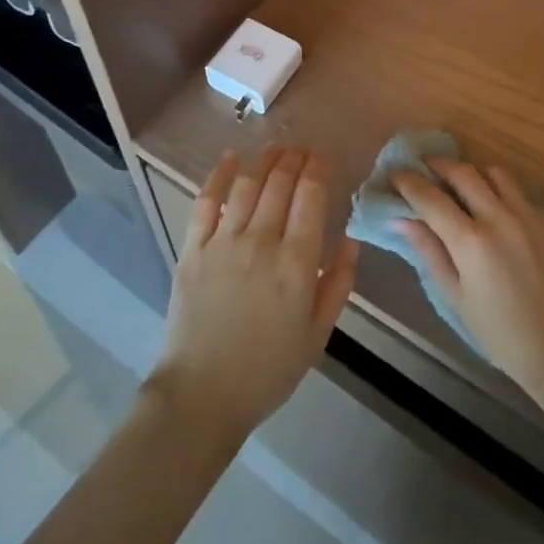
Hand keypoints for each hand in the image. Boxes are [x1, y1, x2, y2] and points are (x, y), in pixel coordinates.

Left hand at [150, 146, 359, 437]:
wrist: (203, 394)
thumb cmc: (268, 370)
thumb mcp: (318, 335)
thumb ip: (339, 284)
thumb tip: (350, 239)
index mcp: (297, 264)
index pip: (310, 197)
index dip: (318, 170)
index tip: (323, 158)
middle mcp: (261, 242)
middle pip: (280, 184)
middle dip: (294, 159)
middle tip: (302, 149)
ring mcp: (223, 242)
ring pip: (247, 184)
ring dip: (264, 160)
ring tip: (276, 148)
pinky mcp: (193, 248)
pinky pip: (207, 201)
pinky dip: (219, 175)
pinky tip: (230, 158)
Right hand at [393, 158, 543, 395]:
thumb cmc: (498, 330)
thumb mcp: (454, 297)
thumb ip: (429, 251)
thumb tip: (400, 220)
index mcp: (471, 242)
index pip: (430, 198)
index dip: (409, 183)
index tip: (395, 175)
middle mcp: (498, 218)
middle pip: (462, 172)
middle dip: (437, 165)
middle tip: (422, 169)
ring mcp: (524, 215)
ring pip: (491, 172)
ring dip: (469, 171)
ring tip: (456, 182)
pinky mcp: (542, 219)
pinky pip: (513, 187)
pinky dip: (494, 183)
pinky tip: (487, 200)